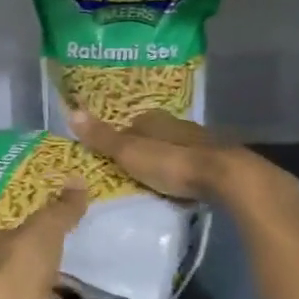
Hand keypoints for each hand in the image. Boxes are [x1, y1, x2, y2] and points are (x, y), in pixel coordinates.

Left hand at [0, 183, 87, 298]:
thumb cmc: (20, 264)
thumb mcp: (45, 228)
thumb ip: (62, 209)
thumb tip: (79, 180)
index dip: (11, 229)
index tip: (32, 226)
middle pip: (9, 264)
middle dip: (28, 259)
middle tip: (55, 249)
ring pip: (26, 293)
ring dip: (44, 287)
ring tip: (70, 276)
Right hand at [69, 108, 298, 220]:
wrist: (227, 177)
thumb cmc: (172, 163)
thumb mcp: (129, 152)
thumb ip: (102, 137)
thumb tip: (71, 111)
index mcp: (155, 120)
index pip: (133, 123)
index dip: (122, 136)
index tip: (113, 154)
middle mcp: (179, 125)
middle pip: (156, 135)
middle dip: (145, 148)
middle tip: (131, 168)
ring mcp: (202, 142)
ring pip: (177, 148)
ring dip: (167, 161)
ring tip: (153, 180)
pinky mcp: (218, 162)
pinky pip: (194, 165)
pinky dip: (185, 173)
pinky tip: (181, 187)